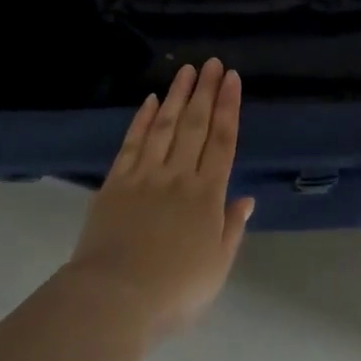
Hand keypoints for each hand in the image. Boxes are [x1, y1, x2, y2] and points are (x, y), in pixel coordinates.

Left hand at [65, 58, 254, 341]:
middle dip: (206, 91)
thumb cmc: (174, 290)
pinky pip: (133, 142)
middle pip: (195, 124)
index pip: (223, 141)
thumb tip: (245, 198)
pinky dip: (143, 119)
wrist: (115, 297)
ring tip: (186, 70)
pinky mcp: (116, 181)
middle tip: (212, 63)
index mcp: (207, 195)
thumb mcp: (216, 268)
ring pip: (165, 125)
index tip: (232, 79)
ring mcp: (145, 175)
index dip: (229, 107)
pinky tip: (150, 101)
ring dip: (176, 95)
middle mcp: (178, 175)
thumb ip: (231, 229)